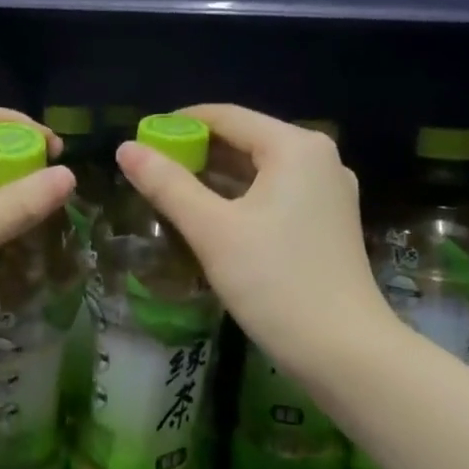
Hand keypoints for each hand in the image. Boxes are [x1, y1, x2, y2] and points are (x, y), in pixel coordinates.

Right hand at [116, 104, 386, 384]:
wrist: (344, 351)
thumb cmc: (275, 282)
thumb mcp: (212, 230)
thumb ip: (167, 185)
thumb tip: (125, 149)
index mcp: (295, 147)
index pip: (226, 116)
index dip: (178, 123)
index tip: (140, 141)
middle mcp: (318, 158)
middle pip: (245, 140)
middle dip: (196, 152)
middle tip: (149, 171)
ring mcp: (328, 191)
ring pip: (260, 170)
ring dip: (216, 177)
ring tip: (170, 192)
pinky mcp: (328, 222)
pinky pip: (275, 194)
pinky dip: (241, 198)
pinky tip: (211, 216)